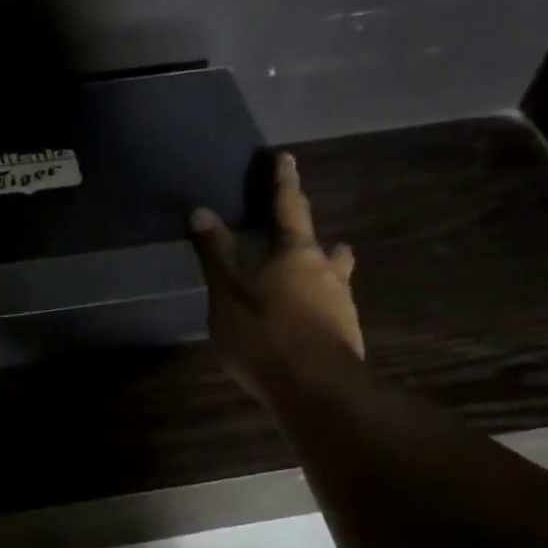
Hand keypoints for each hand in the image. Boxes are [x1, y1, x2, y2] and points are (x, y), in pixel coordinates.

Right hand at [188, 151, 363, 398]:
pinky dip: (317, 309)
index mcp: (297, 254)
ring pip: (335, 279)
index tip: (285, 157)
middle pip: (324, 246)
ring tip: (306, 283)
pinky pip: (331, 311)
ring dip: (323, 274)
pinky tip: (304, 326)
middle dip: (314, 237)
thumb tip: (201, 211)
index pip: (289, 207)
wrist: (316, 390)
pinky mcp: (346, 337)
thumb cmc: (265, 335)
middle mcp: (327, 272)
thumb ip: (216, 254)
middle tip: (303, 236)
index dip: (283, 182)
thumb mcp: (228, 294)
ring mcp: (342, 306)